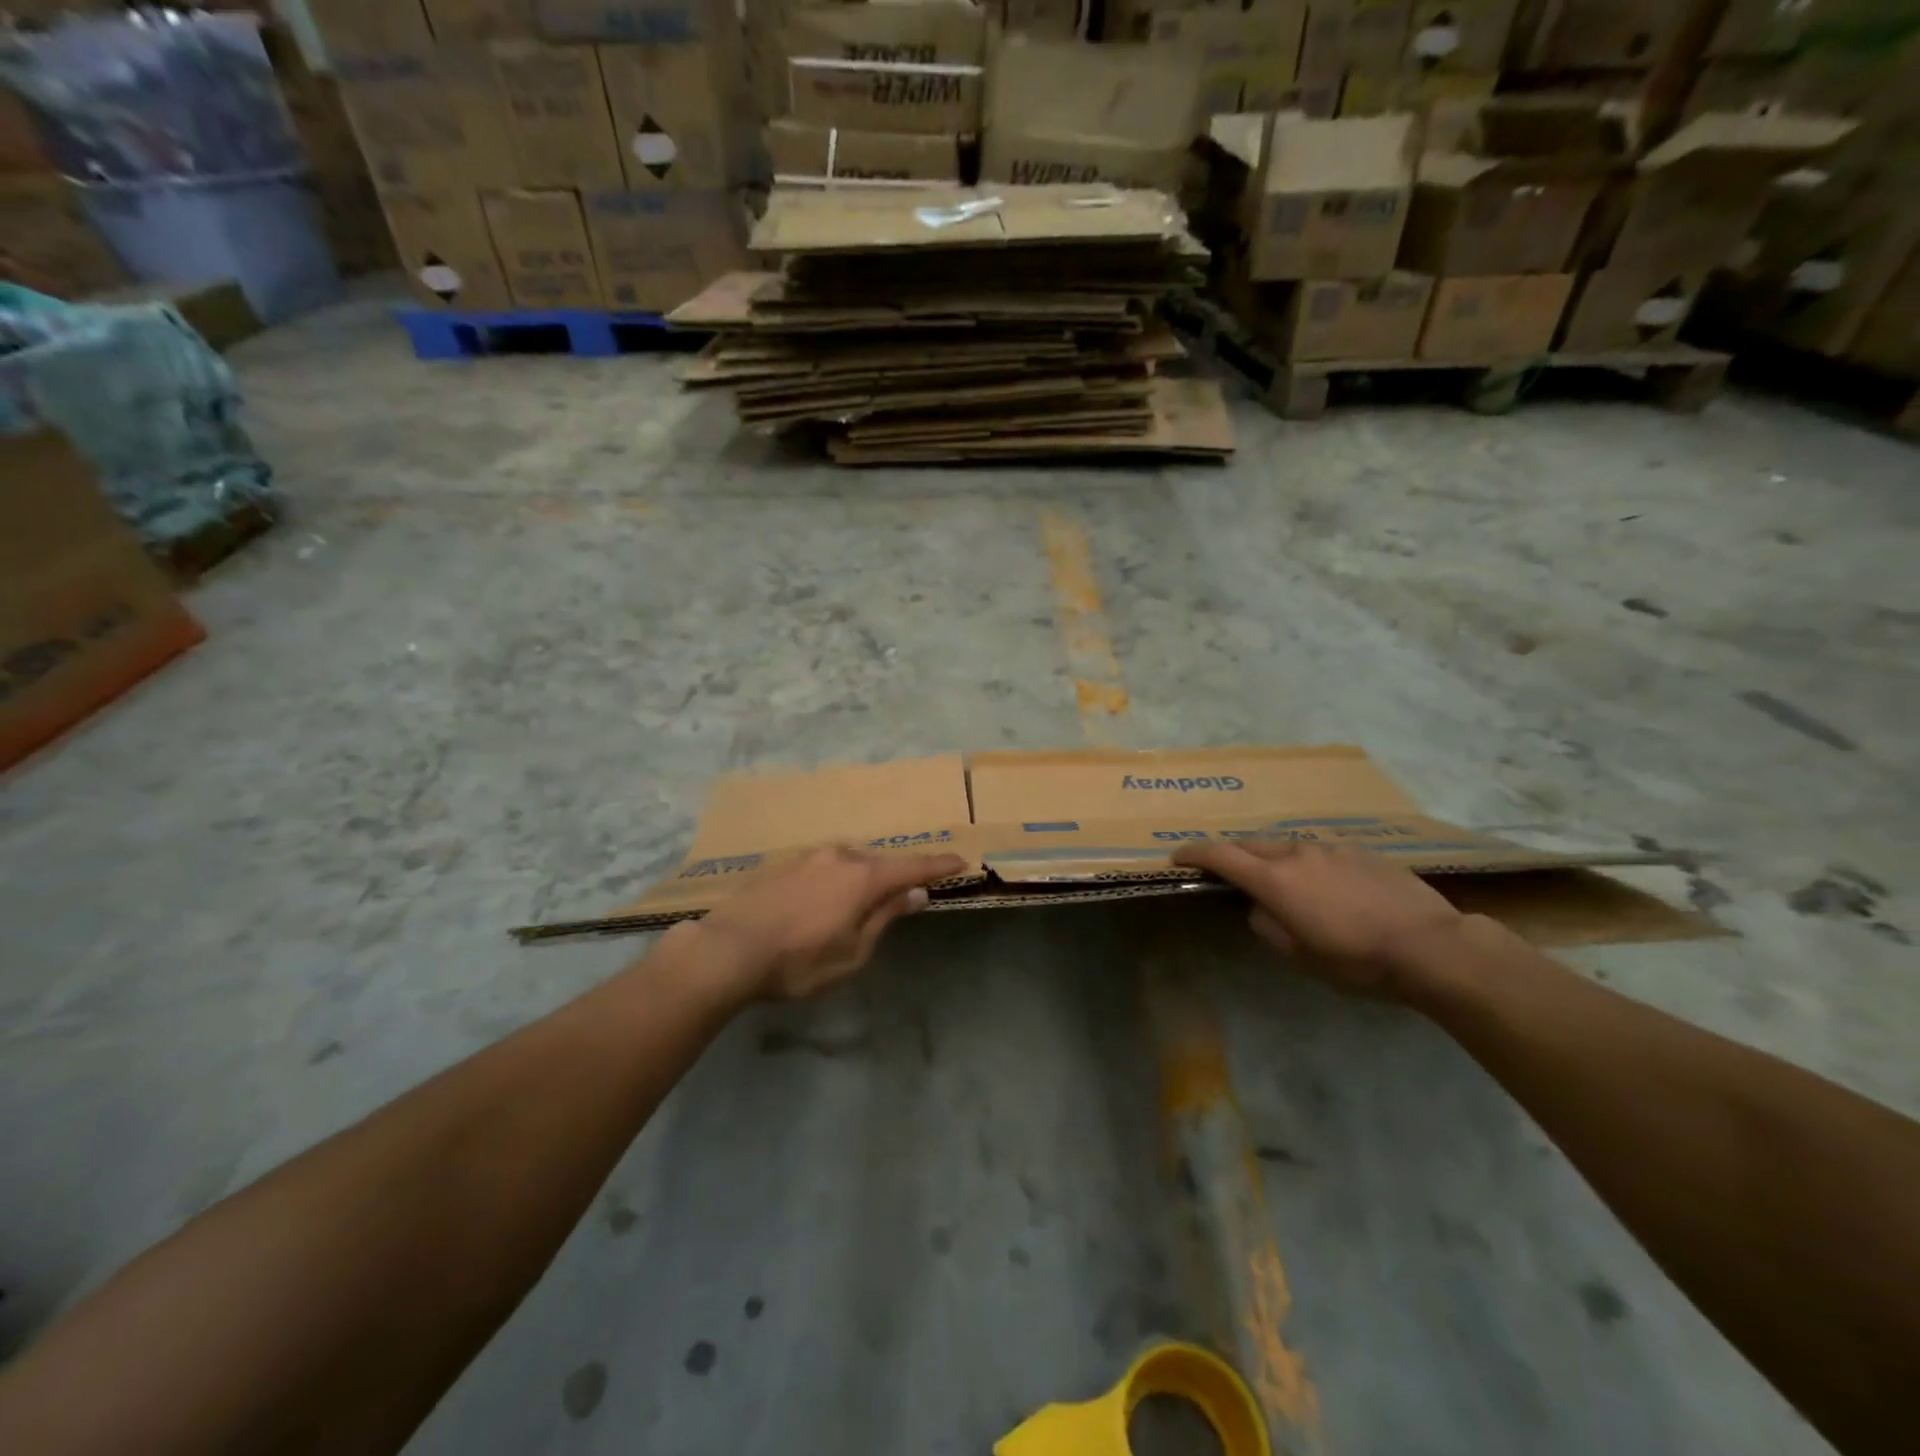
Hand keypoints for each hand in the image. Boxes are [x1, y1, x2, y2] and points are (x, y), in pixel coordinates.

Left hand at [682, 846, 965, 1002]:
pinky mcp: (783, 864)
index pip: (912, 867)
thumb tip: (915, 893)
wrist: (728, 950)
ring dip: (861, 879)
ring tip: (857, 906)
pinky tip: (822, 903)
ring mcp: (808, 857)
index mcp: (863, 877)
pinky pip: (823, 867)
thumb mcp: (853, 952)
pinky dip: (835, 880)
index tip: (961, 860)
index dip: (938, 865)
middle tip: (904, 897)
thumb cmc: (799, 961)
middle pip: (879, 863)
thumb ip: (886, 917)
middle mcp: (839, 856)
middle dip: (895, 878)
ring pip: (849, 862)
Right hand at [1173, 840, 1465, 997]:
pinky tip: (1331, 888)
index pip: (1220, 854)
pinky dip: (1310, 864)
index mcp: (1275, 879)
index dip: (1194, 853)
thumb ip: (1267, 925)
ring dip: (1274, 860)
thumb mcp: (1300, 956)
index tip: (1178, 857)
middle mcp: (1297, 853)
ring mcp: (1332, 847)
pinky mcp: (1362, 850)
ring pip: (1288, 846)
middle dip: (1232, 854)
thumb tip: (1259, 907)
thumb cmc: (1357, 959)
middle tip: (1227, 872)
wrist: (1432, 946)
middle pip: (1250, 843)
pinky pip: (1322, 852)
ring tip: (1286, 885)